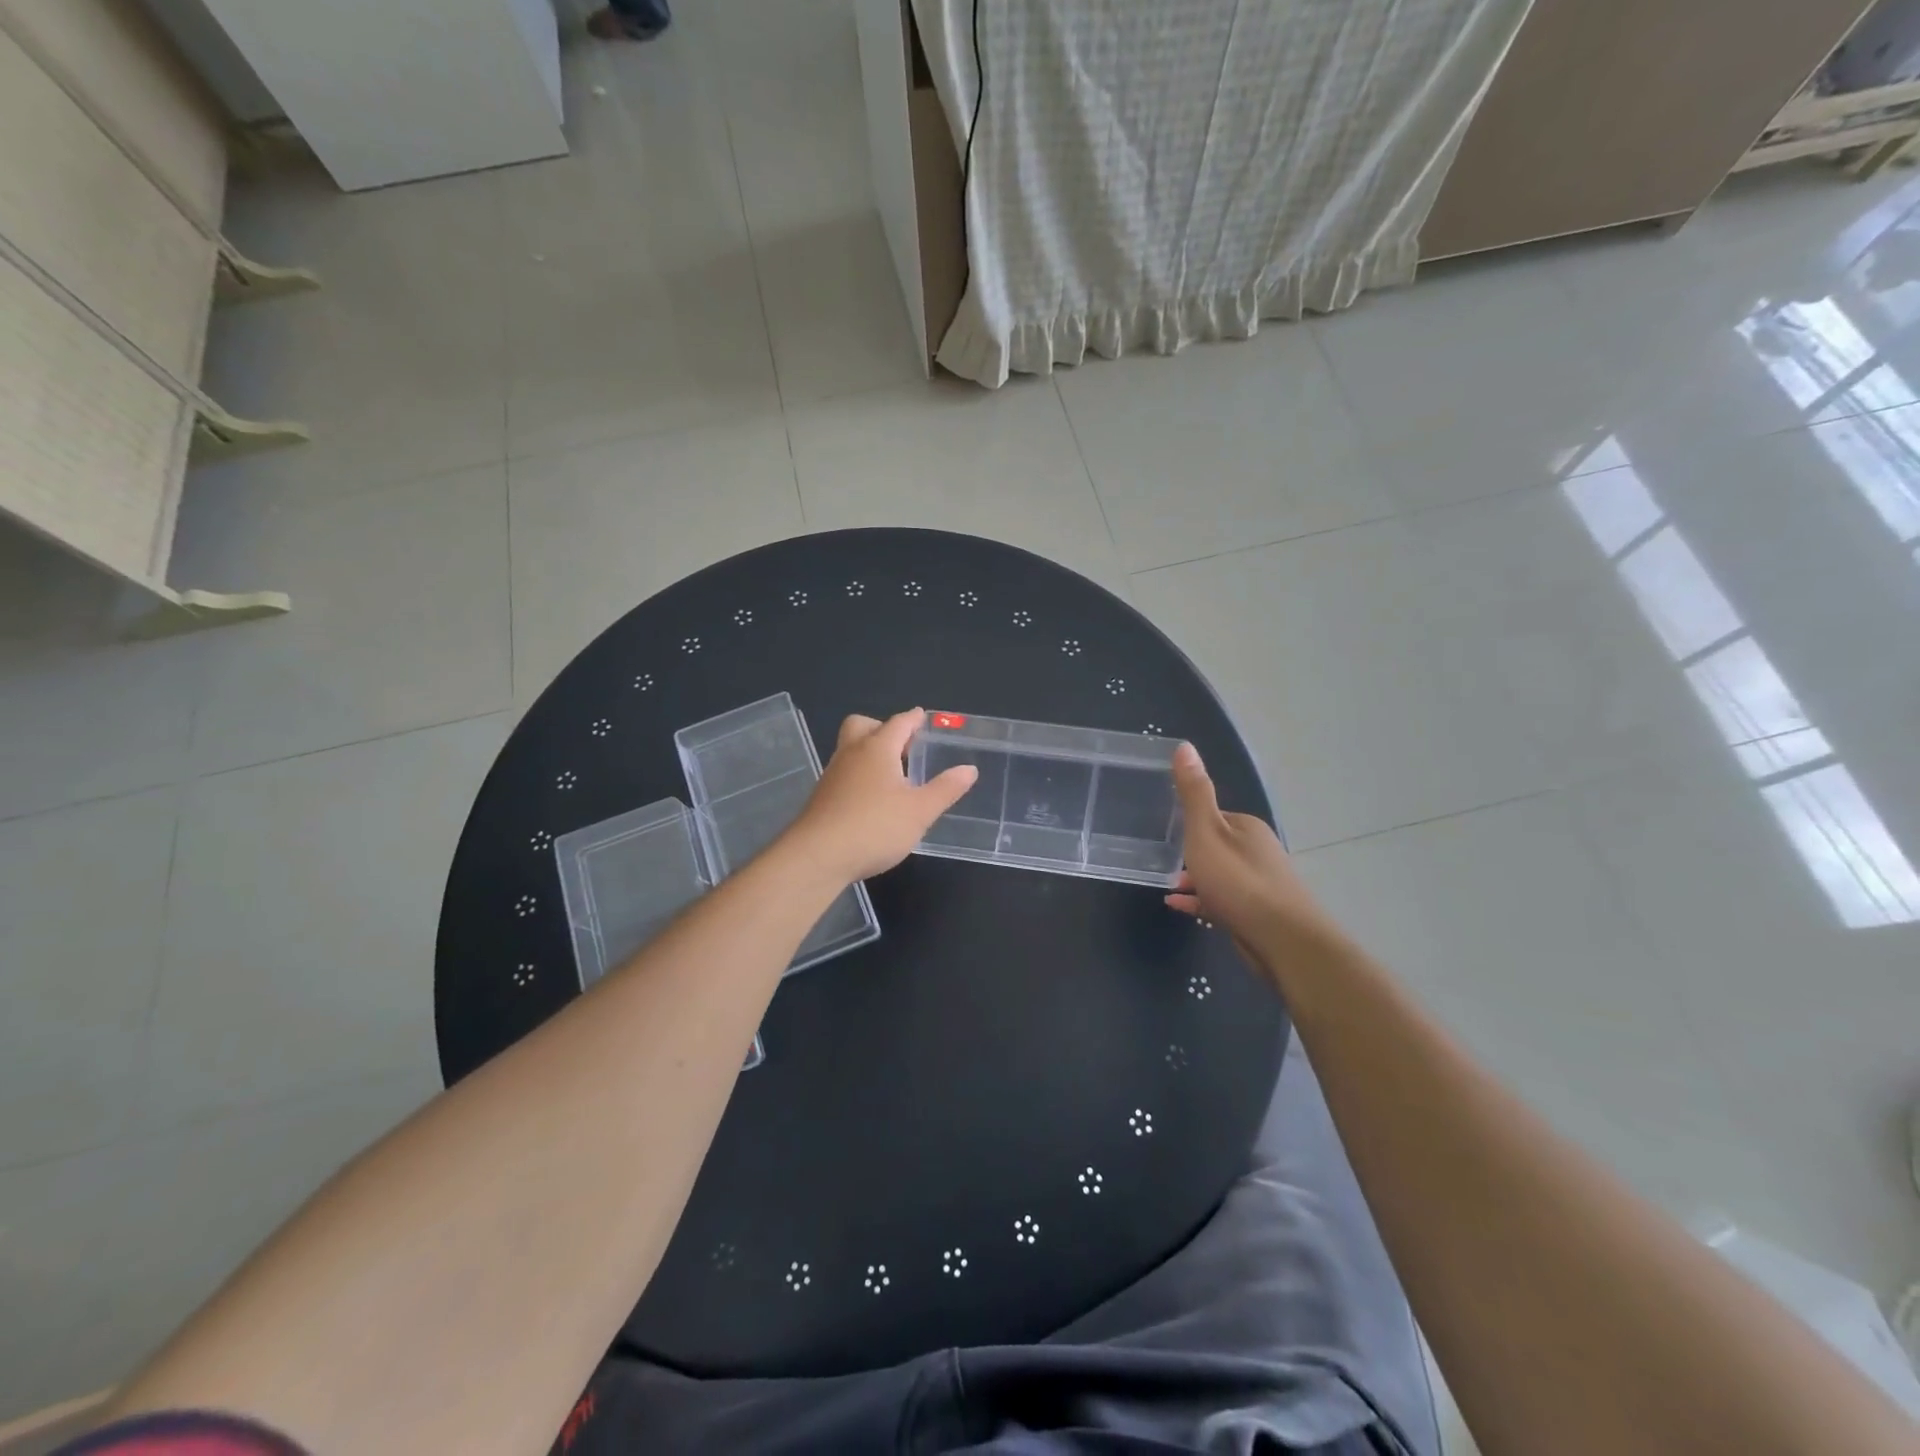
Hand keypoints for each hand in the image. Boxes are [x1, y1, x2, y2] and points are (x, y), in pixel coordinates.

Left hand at [789, 709, 978, 882]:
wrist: (817, 857)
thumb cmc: (874, 827)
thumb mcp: (920, 811)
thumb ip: (945, 789)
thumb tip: (969, 769)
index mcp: (878, 748)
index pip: (898, 723)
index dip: (913, 719)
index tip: (922, 717)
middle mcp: (852, 753)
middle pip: (863, 726)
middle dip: (883, 728)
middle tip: (904, 746)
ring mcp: (833, 775)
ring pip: (851, 749)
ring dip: (871, 753)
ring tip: (894, 775)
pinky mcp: (823, 797)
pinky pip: (845, 772)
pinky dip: (860, 775)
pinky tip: (873, 800)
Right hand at [1164, 743, 1343, 966]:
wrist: (1282, 940)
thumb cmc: (1238, 881)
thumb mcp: (1206, 832)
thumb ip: (1193, 793)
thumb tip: (1184, 745)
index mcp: (1246, 827)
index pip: (1212, 816)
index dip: (1188, 822)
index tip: (1163, 829)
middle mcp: (1256, 851)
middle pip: (1216, 845)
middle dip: (1190, 852)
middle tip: (1160, 859)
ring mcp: (1258, 883)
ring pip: (1219, 874)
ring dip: (1194, 877)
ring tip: (1167, 884)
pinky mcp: (1256, 913)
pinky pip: (1221, 899)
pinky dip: (1200, 899)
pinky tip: (1179, 905)